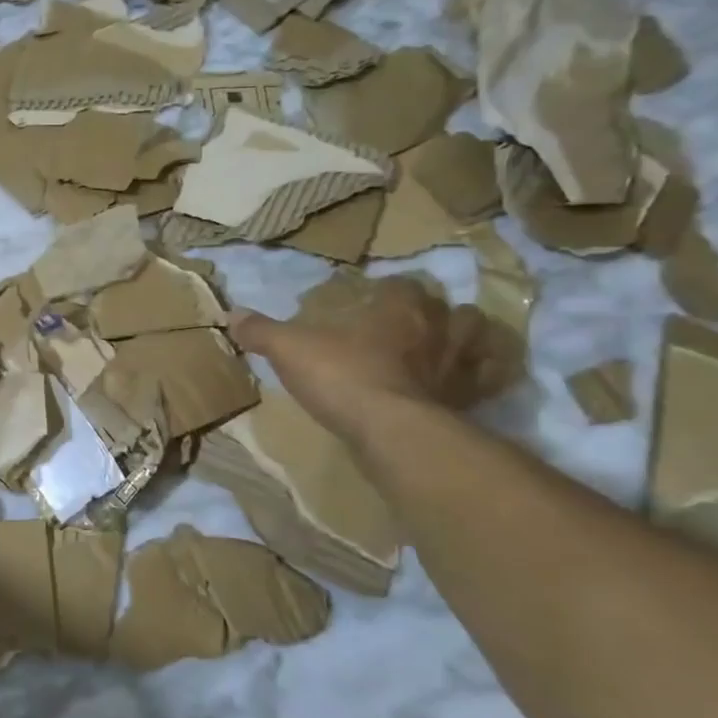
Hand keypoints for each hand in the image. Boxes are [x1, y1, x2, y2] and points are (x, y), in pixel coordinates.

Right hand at [227, 277, 514, 443]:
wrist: (392, 432)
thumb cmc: (342, 377)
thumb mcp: (289, 350)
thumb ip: (262, 331)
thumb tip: (231, 314)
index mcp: (397, 309)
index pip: (402, 286)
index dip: (390, 290)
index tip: (374, 298)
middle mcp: (437, 330)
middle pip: (450, 308)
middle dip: (435, 313)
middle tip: (414, 323)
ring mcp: (459, 367)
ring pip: (477, 340)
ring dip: (466, 340)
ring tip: (446, 348)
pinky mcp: (470, 402)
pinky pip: (486, 383)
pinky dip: (479, 380)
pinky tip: (462, 386)